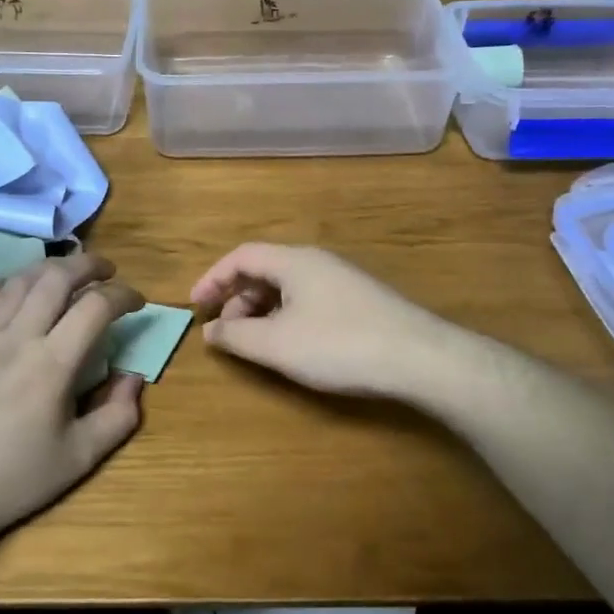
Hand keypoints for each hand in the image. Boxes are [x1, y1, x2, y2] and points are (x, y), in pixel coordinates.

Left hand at [0, 254, 144, 555]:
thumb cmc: (12, 480)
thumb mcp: (78, 459)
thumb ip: (118, 416)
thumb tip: (134, 378)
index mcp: (53, 364)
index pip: (96, 306)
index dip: (124, 295)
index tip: (137, 303)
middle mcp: (17, 338)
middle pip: (56, 277)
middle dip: (88, 265)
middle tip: (107, 270)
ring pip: (18, 281)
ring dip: (49, 268)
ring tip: (66, 274)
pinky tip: (11, 290)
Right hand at [190, 243, 468, 399]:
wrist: (419, 357)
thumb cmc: (339, 345)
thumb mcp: (277, 344)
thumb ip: (236, 336)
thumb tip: (210, 331)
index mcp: (293, 261)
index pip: (241, 256)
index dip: (212, 278)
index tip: (195, 306)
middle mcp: (316, 261)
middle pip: (264, 269)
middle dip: (237, 298)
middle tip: (225, 332)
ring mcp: (341, 280)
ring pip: (287, 286)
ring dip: (262, 310)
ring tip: (255, 343)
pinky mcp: (358, 301)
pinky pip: (308, 299)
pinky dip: (286, 317)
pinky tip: (292, 345)